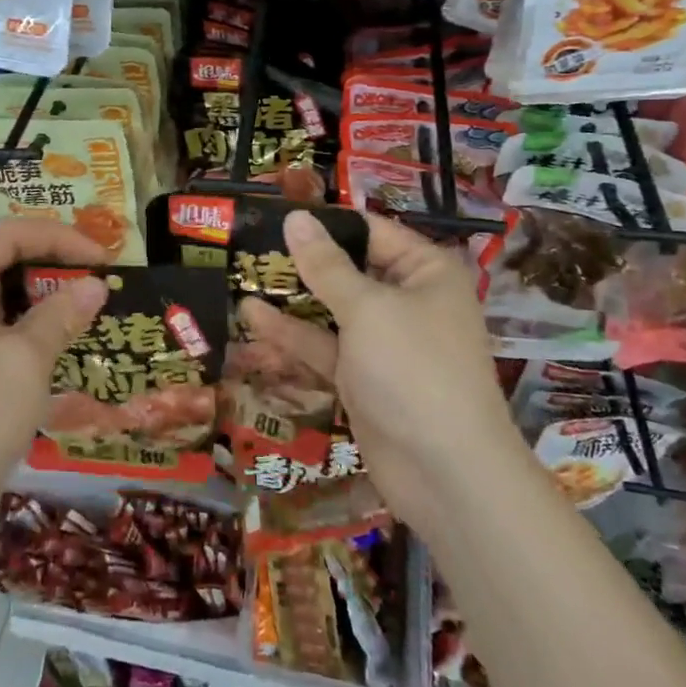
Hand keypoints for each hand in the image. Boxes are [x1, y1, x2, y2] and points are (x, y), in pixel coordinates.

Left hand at [0, 220, 107, 514]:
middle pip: (1, 260)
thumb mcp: (24, 360)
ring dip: (44, 296)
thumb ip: (62, 313)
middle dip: (53, 264)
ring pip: (1, 295)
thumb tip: (97, 285)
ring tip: (89, 303)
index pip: (6, 235)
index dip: (59, 237)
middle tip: (100, 277)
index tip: (104, 256)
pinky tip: (62, 336)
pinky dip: (30, 325)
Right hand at [239, 211, 515, 533]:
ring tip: (239, 275)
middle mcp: (406, 301)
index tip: (275, 212)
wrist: (446, 474)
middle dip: (301, 261)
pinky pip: (323, 347)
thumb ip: (326, 265)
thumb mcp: (367, 308)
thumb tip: (295, 217)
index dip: (325, 221)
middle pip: (347, 270)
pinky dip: (291, 335)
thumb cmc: (414, 370)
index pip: (371, 231)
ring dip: (290, 298)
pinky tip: (251, 317)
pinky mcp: (361, 377)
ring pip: (329, 309)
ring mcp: (382, 342)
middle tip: (248, 242)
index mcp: (425, 272)